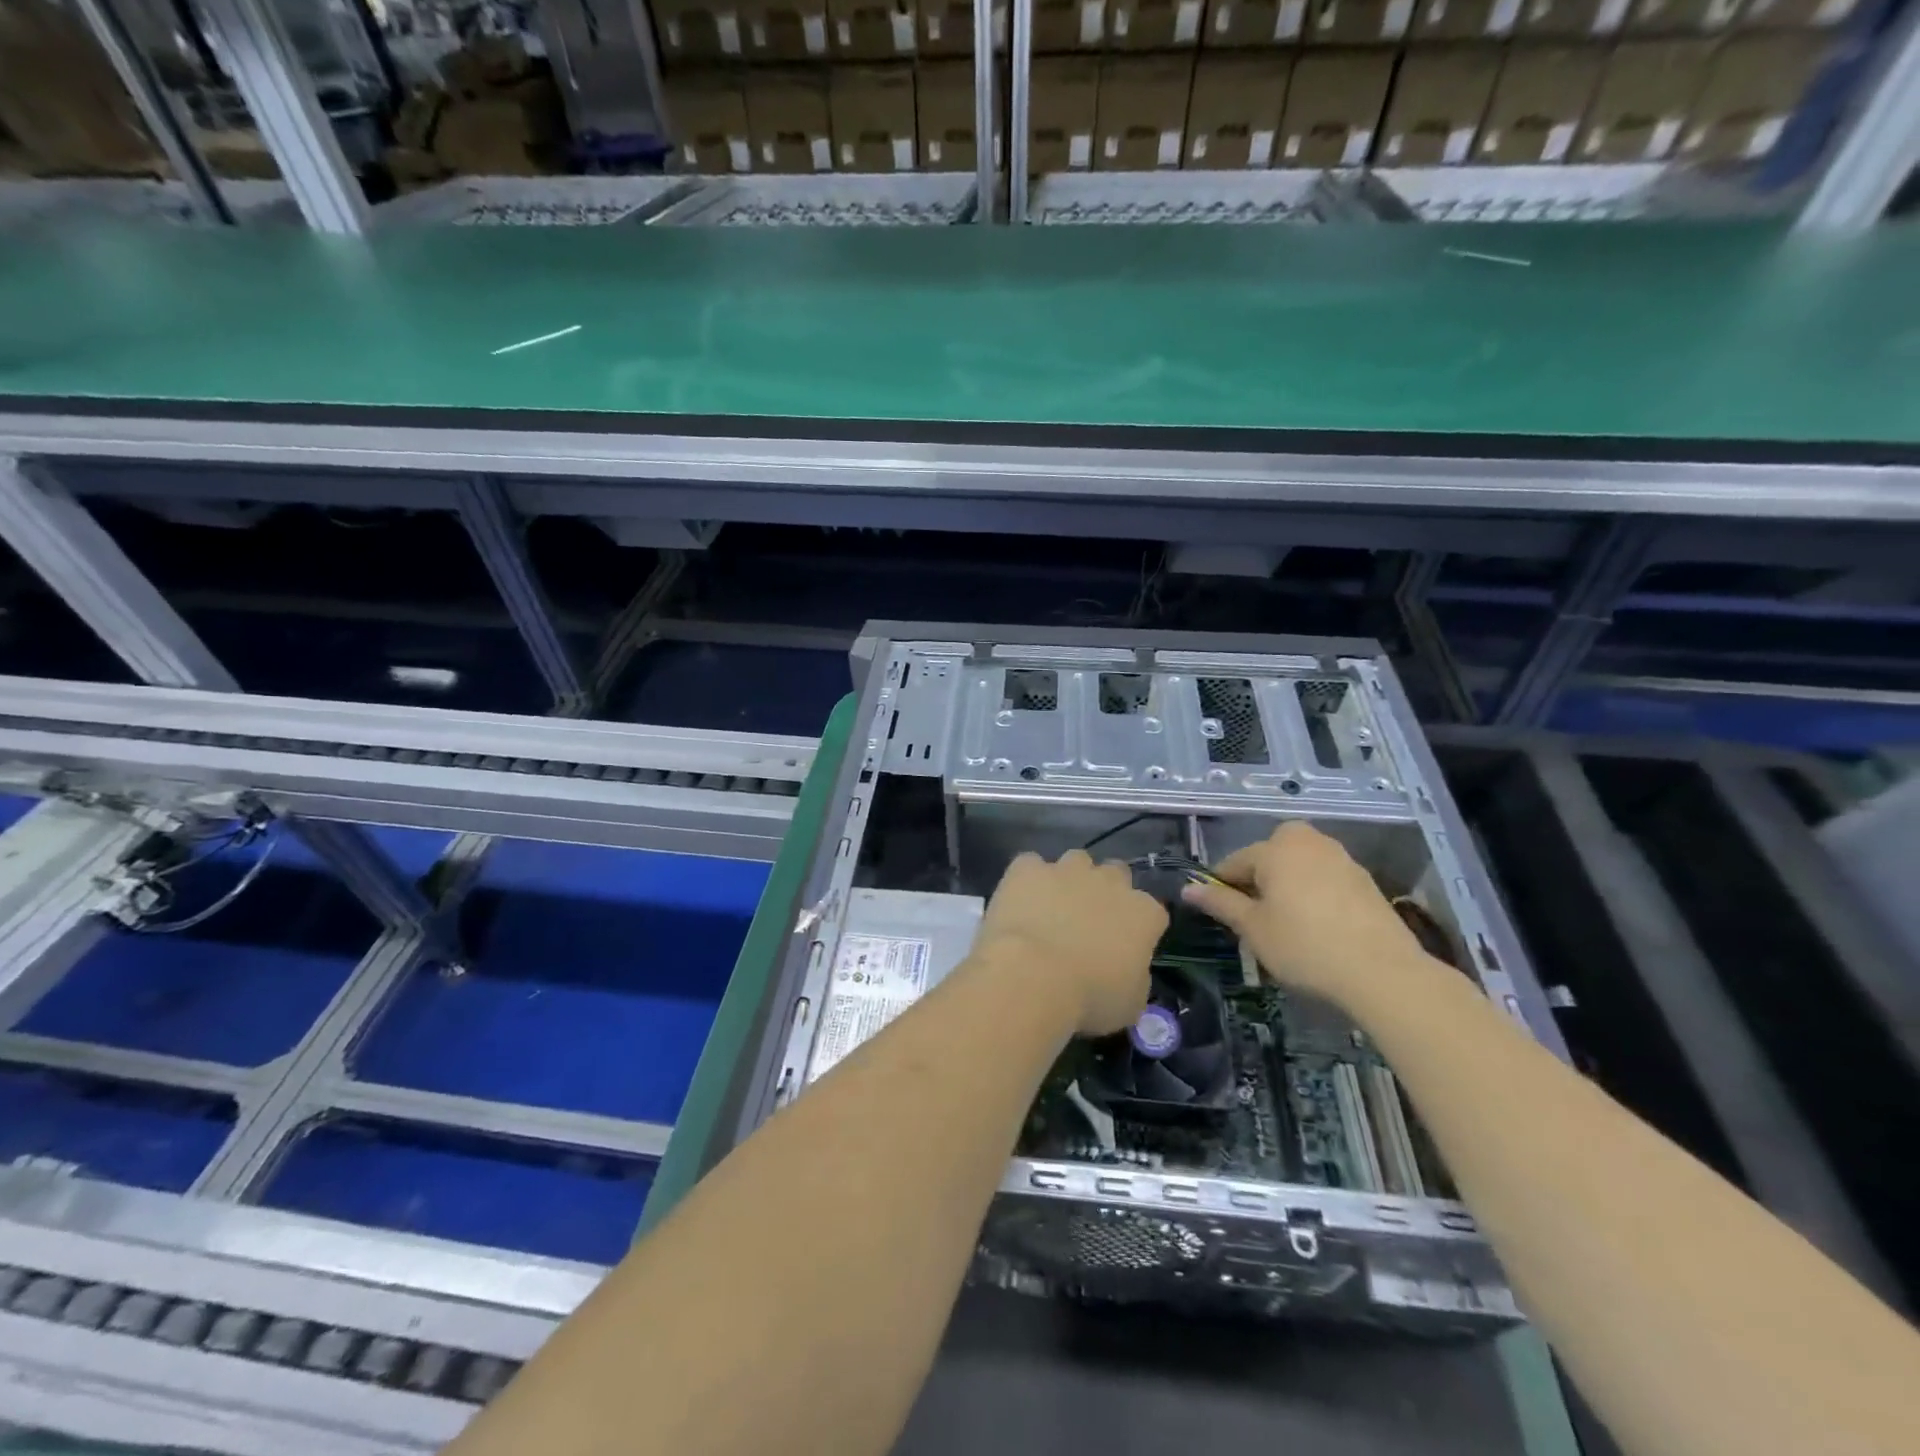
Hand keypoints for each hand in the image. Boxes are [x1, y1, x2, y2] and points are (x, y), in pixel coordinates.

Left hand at [974, 849, 1165, 1036]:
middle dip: (1106, 891)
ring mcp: (1067, 869)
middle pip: (1116, 874)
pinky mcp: (1028, 867)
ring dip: (1070, 879)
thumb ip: (1135, 975)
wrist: (1032, 976)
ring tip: (1052, 908)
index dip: (1138, 927)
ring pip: (1076, 861)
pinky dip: (1027, 880)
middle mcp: (1109, 881)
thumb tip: (1128, 968)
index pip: (1152, 911)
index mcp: (1143, 913)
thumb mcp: (1130, 1003)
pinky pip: (1031, 864)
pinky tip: (1019, 900)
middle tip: (1088, 922)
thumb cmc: (1089, 999)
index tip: (1124, 946)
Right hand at [1181, 822, 1430, 1010]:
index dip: (1221, 887)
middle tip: (1256, 913)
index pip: (1234, 862)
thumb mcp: (1253, 928)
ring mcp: (1341, 858)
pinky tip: (1318, 925)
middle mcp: (1307, 842)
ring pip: (1299, 864)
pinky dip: (1314, 892)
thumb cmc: (1304, 946)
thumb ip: (1220, 903)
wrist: (1382, 971)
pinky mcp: (1364, 879)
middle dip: (1259, 876)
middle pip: (1270, 853)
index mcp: (1275, 848)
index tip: (1218, 912)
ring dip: (1288, 883)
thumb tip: (1188, 888)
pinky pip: (1325, 877)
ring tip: (1286, 920)